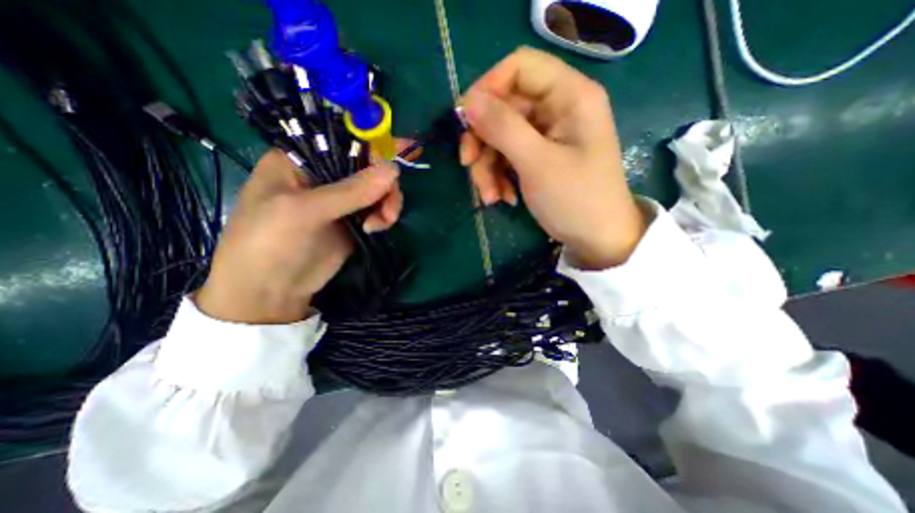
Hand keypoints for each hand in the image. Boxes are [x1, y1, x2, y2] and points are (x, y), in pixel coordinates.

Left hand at [196, 149, 400, 324]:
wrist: (271, 291)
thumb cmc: (270, 243)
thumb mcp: (305, 212)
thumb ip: (351, 191)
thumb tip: (394, 170)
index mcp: (300, 159)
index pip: (342, 138)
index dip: (374, 140)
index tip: (405, 147)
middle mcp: (323, 174)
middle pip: (368, 164)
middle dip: (384, 182)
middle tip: (388, 206)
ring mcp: (340, 199)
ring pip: (378, 187)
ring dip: (388, 202)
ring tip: (381, 223)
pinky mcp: (353, 219)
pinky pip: (378, 207)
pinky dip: (384, 215)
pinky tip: (376, 228)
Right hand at [462, 45, 645, 270]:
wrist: (596, 239)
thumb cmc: (576, 200)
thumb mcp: (537, 163)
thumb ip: (503, 128)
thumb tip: (468, 102)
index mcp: (570, 96)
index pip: (519, 67)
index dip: (487, 89)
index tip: (466, 122)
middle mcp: (557, 109)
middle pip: (504, 107)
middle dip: (482, 141)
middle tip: (468, 166)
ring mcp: (547, 135)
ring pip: (500, 136)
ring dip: (487, 167)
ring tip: (490, 196)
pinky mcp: (538, 156)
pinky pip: (507, 156)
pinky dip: (498, 176)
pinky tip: (503, 197)